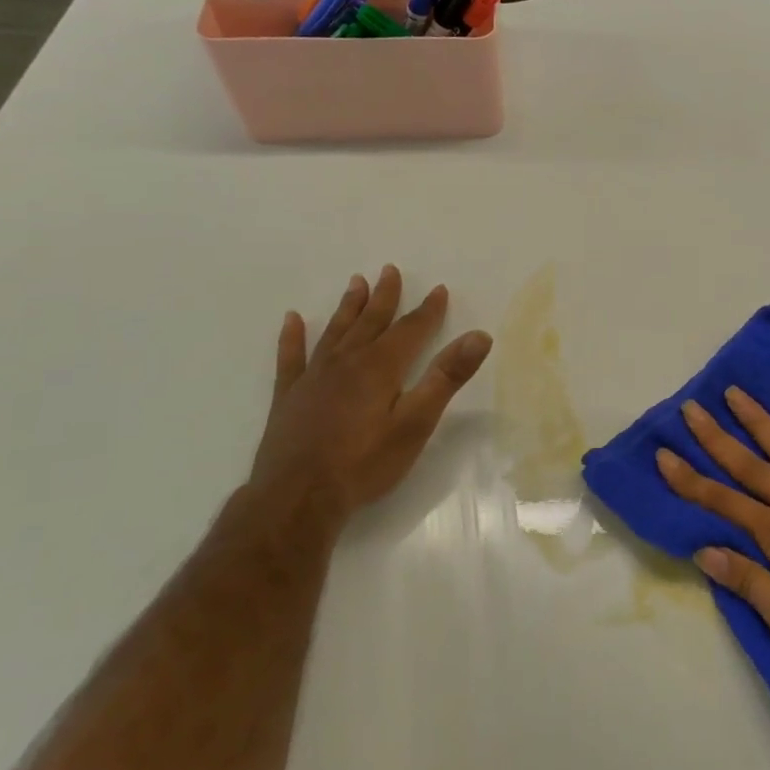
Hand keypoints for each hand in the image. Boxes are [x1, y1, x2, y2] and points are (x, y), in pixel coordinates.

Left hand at [248, 265, 492, 526]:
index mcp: (380, 367)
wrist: (297, 499)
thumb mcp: (417, 422)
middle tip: (389, 270)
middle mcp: (347, 362)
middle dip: (384, 297)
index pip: (410, 329)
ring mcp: (313, 378)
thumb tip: (479, 335)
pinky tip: (292, 320)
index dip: (427, 310)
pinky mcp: (289, 398)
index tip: (439, 289)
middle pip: (371, 322)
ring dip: (348, 307)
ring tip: (355, 283)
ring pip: (335, 332)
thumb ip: (447, 377)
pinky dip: (293, 337)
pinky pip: (291, 358)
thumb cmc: (365, 463)